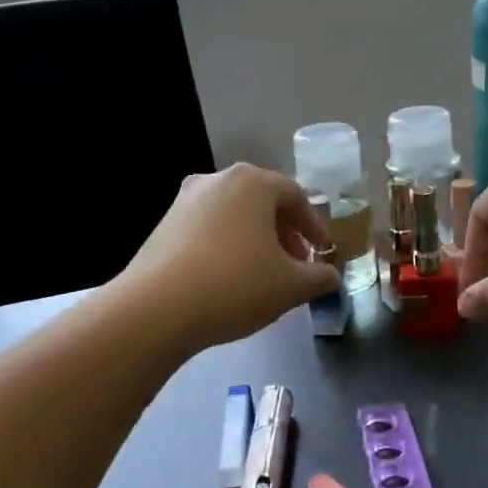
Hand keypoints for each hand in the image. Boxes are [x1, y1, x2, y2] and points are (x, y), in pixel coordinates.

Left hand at [116, 164, 339, 350]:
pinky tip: (229, 278)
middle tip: (297, 262)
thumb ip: (319, 278)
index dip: (314, 225)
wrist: (156, 308)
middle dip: (284, 232)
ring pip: (233, 214)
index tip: (323, 251)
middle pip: (263, 201)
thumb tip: (331, 276)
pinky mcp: (163, 224)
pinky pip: (207, 228)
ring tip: (264, 272)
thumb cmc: (236, 285)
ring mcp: (185, 199)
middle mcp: (218, 179)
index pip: (296, 196)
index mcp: (253, 182)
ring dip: (255, 238)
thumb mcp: (291, 286)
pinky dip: (226, 245)